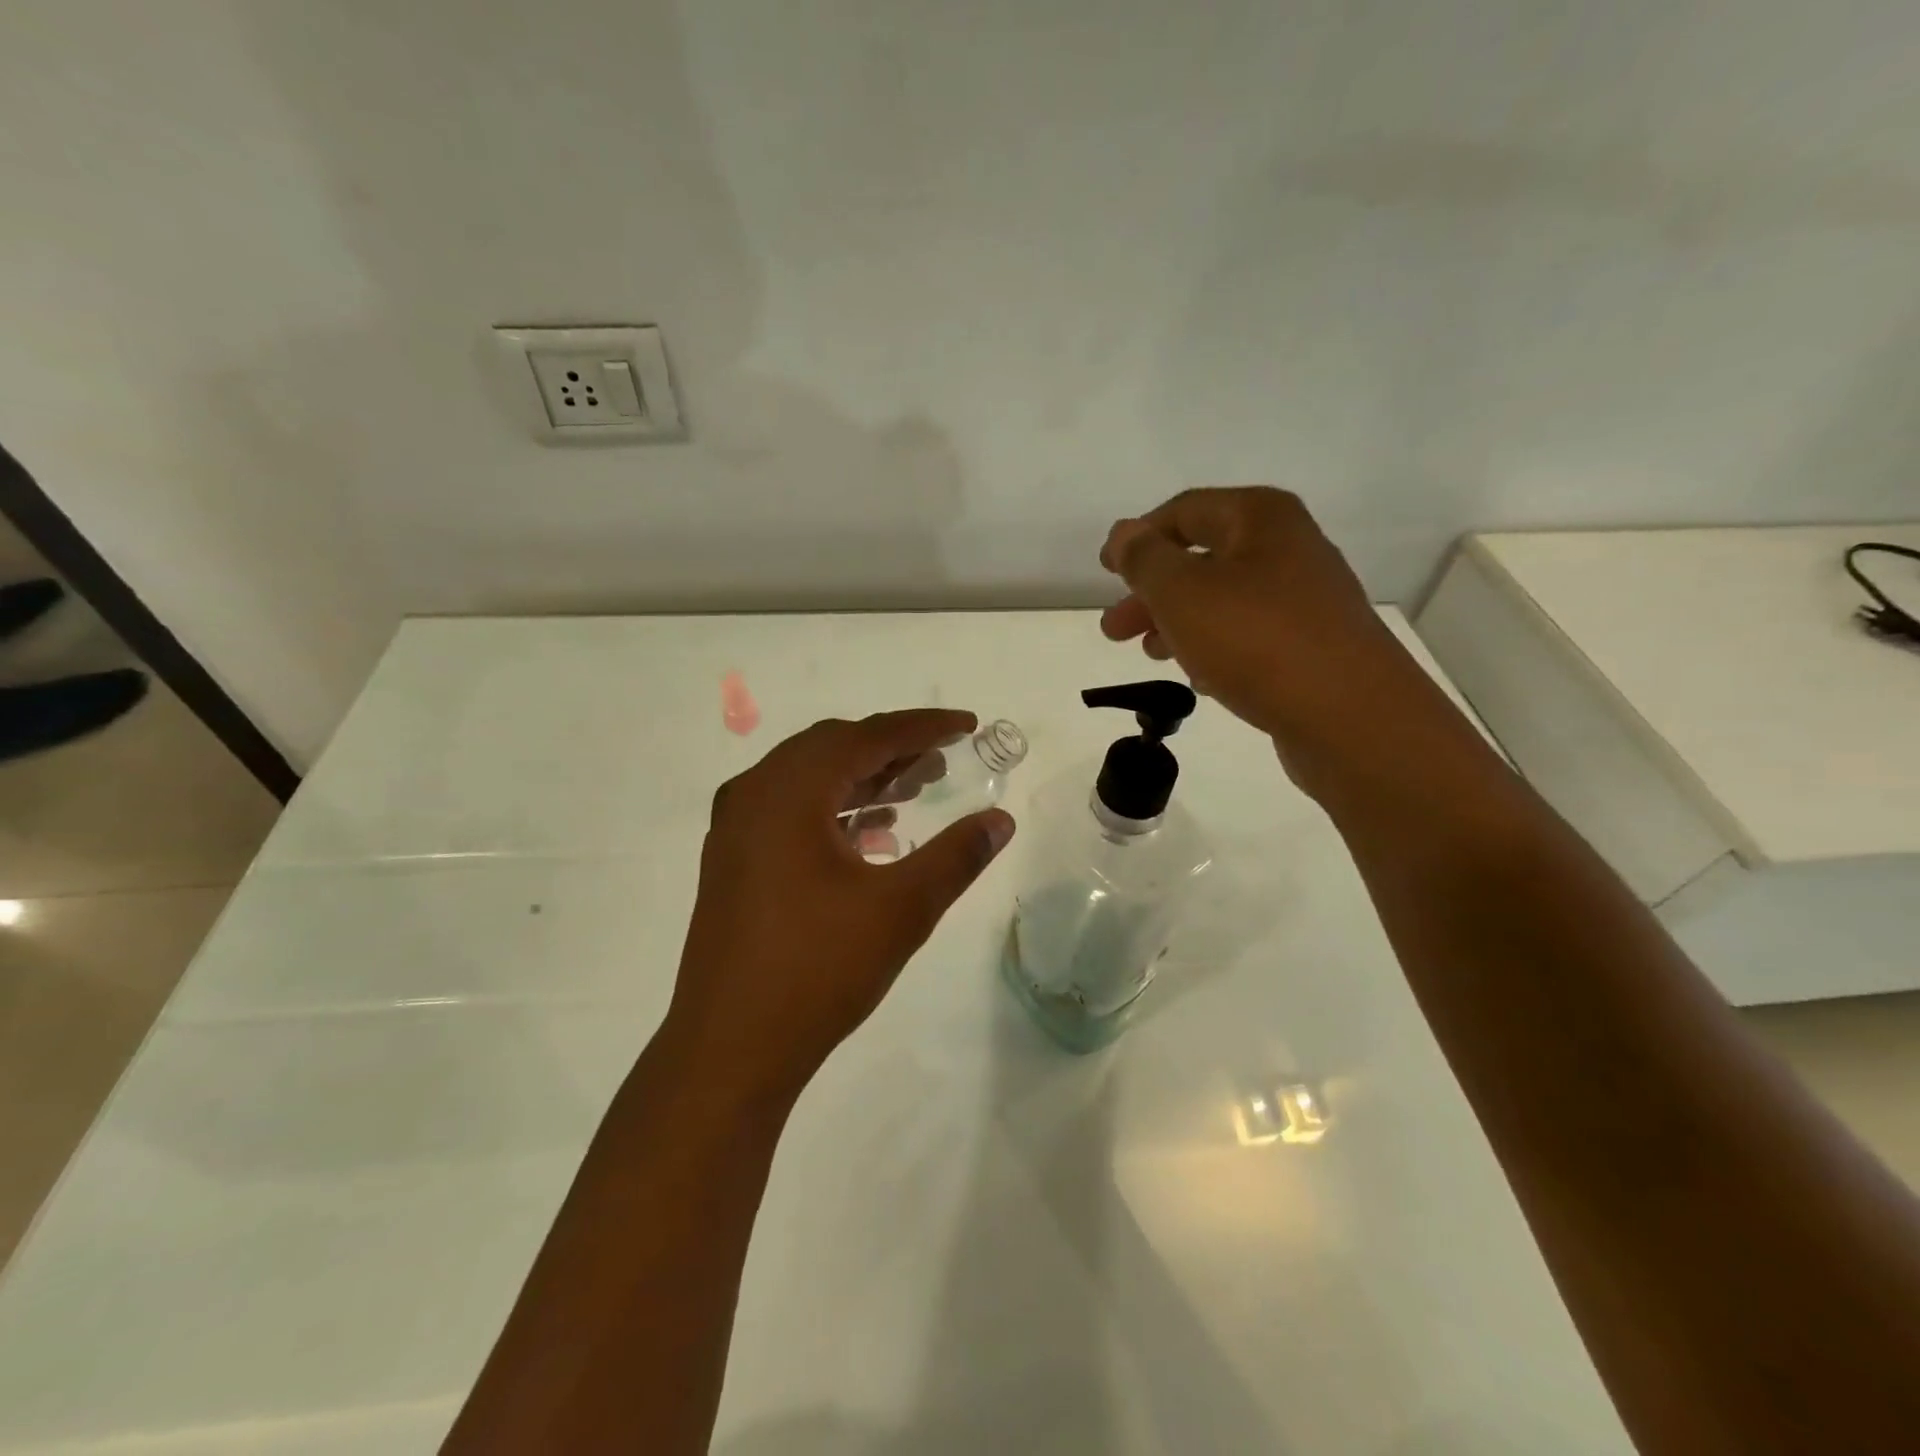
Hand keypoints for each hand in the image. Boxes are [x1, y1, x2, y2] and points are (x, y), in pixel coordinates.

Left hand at [661, 710, 1014, 1104]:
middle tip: (942, 759)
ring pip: (809, 780)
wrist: (729, 1050)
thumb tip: (1001, 819)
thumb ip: (956, 856)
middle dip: (892, 748)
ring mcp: (735, 831)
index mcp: (788, 792)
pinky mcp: (732, 863)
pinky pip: (790, 812)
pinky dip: (834, 809)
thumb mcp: (901, 909)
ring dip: (863, 777)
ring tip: (914, 789)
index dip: (922, 727)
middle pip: (832, 748)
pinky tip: (871, 836)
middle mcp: (753, 796)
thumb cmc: (817, 970)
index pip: (866, 736)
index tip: (968, 725)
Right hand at [1100, 486, 1414, 756]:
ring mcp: (1306, 599)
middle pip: (1202, 559)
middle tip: (1114, 629)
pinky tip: (1196, 676)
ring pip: (1223, 601)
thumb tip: (1125, 533)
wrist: (1351, 718)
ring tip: (1148, 654)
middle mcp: (1289, 548)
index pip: (1184, 511)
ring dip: (1178, 622)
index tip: (1105, 569)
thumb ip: (1145, 559)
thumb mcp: (1182, 592)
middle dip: (1151, 592)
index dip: (1139, 537)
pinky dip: (1214, 647)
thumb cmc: (1257, 641)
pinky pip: (1249, 635)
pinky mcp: (1313, 645)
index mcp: (1260, 519)